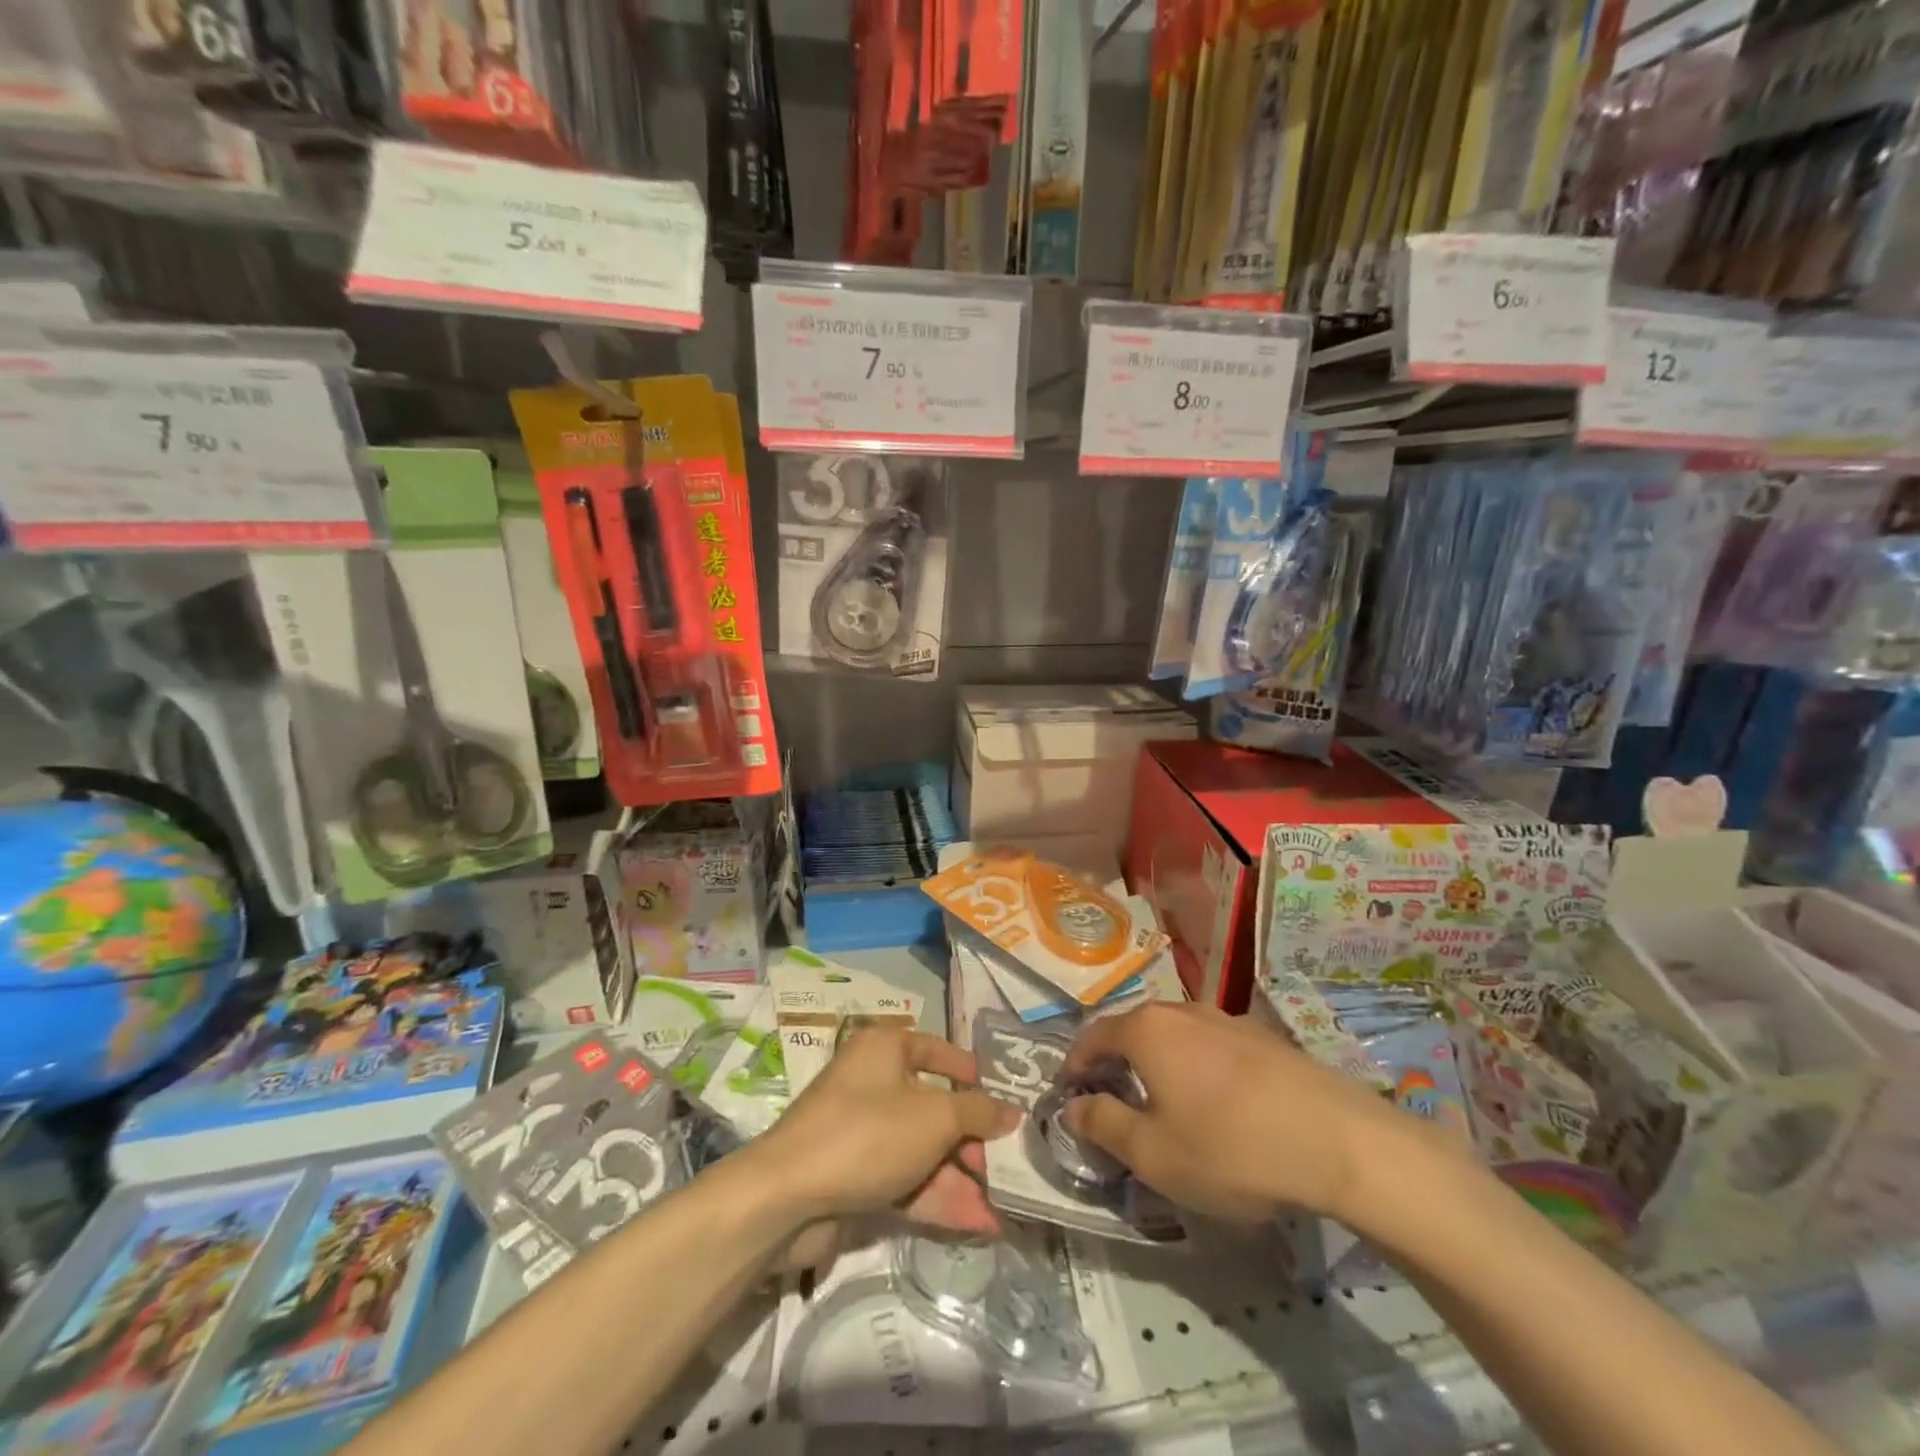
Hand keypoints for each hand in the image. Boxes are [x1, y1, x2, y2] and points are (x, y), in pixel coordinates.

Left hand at [752, 1026, 1019, 1237]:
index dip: (970, 1074)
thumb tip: (1012, 1112)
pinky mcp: (854, 1176)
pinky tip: (977, 1223)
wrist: (787, 1197)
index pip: (937, 1051)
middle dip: (971, 1141)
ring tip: (1003, 1207)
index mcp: (885, 1049)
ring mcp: (862, 1133)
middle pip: (933, 1106)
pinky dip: (938, 1198)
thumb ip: (978, 1114)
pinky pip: (905, 1180)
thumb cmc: (868, 1133)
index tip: (1002, 1099)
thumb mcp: (935, 1117)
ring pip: (922, 1150)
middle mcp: (873, 1083)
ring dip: (961, 1178)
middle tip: (1006, 1167)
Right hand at [1062, 1002, 1439, 1223]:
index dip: (1075, 1064)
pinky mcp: (1262, 1037)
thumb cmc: (1230, 1148)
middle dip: (1116, 1063)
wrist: (1340, 1141)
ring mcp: (1226, 1019)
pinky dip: (1196, 1067)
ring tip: (1164, 1104)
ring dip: (1158, 1064)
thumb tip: (1072, 1107)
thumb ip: (1103, 1124)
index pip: (1093, 1036)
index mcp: (1146, 1030)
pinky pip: (1210, 1046)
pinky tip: (1216, 1105)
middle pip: (1133, 1030)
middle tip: (1113, 1101)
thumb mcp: (1154, 1153)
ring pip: (1174, 1036)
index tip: (1069, 1093)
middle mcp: (1181, 1011)